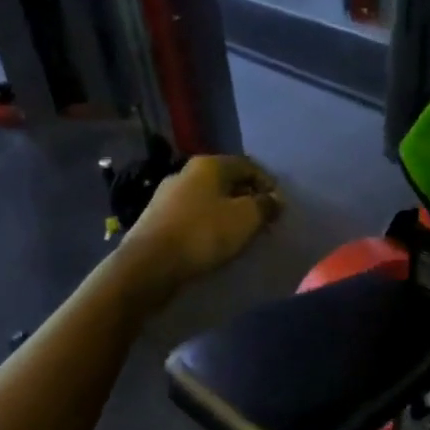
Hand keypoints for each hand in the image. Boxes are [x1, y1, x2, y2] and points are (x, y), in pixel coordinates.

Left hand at [120, 155, 283, 298]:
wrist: (150, 264)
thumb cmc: (204, 234)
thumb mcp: (246, 218)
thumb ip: (266, 205)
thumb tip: (275, 199)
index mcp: (209, 165)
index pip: (248, 165)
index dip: (268, 184)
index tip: (279, 208)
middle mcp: (186, 173)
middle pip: (227, 182)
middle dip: (248, 199)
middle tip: (263, 221)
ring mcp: (168, 195)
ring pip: (209, 199)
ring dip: (228, 213)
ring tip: (242, 234)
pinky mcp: (158, 219)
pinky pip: (193, 216)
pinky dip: (209, 224)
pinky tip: (215, 242)